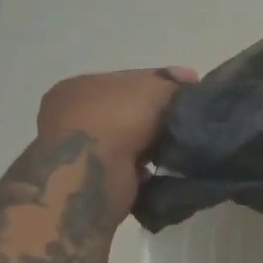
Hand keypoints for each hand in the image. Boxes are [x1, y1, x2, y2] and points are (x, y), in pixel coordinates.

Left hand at [38, 66, 197, 166]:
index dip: (160, 84)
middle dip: (156, 117)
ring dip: (153, 147)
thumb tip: (189, 78)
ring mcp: (80, 153)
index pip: (127, 81)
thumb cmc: (115, 119)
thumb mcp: (151, 87)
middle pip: (127, 112)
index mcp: (80, 87)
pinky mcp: (92, 184)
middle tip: (189, 122)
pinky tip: (168, 172)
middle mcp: (72, 118)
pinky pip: (130, 171)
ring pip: (129, 143)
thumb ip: (170, 81)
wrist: (91, 176)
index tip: (190, 92)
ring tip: (183, 149)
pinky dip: (148, 172)